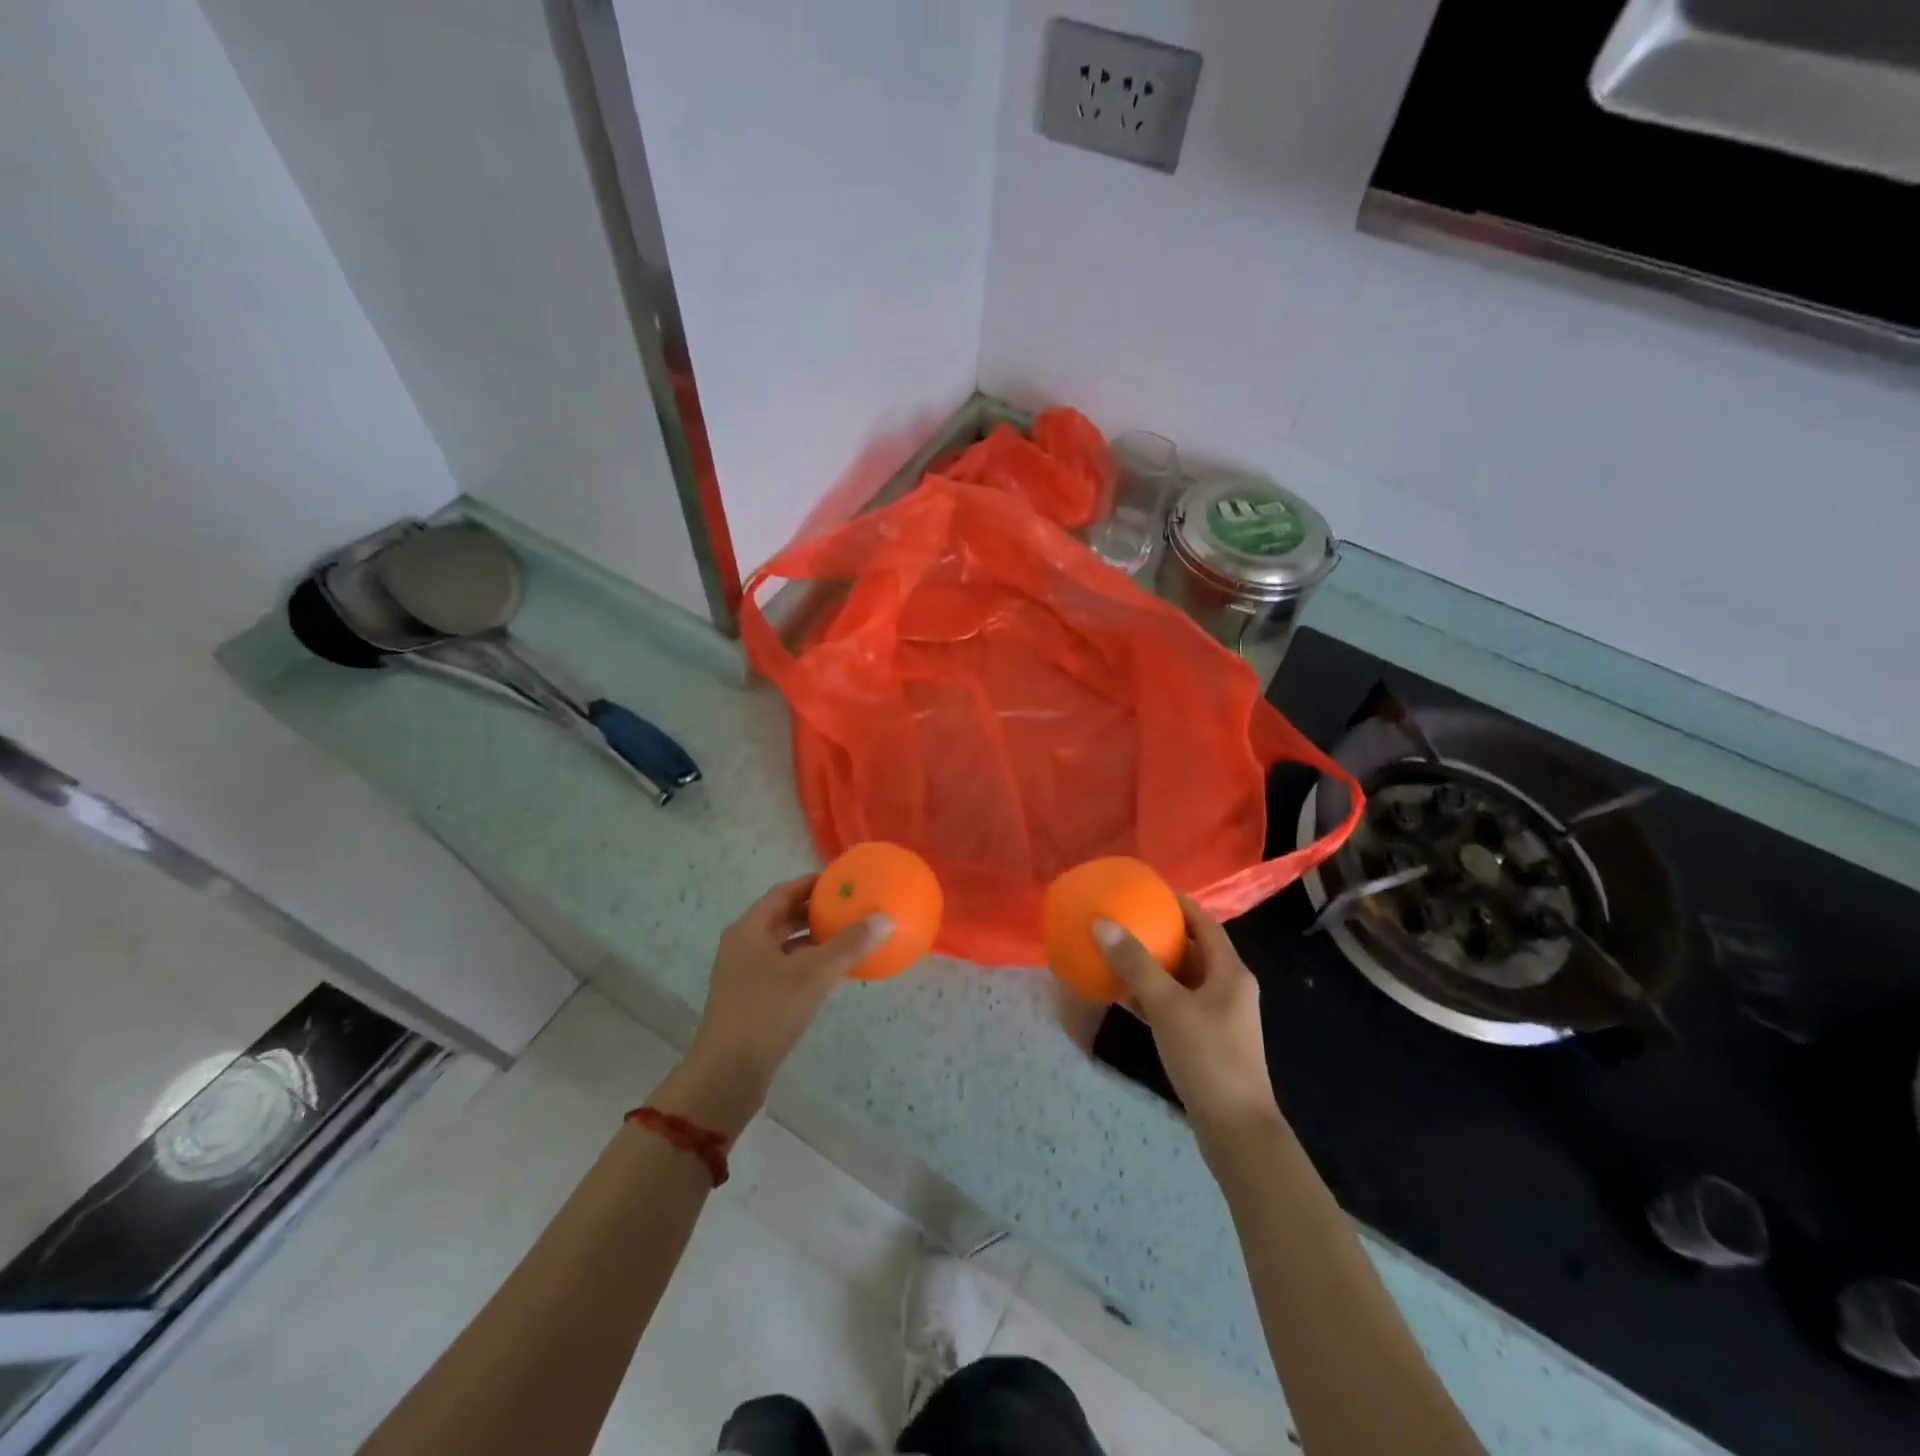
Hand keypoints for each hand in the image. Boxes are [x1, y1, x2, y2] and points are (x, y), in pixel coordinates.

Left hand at [655, 877, 891, 1137]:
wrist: (727, 1075)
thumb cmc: (768, 1013)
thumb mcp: (814, 975)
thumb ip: (849, 945)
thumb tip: (885, 919)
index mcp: (750, 929)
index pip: (784, 891)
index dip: (813, 883)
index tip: (844, 880)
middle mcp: (743, 945)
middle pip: (783, 916)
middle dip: (816, 910)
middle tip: (851, 906)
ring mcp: (744, 973)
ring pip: (784, 944)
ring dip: (814, 938)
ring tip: (849, 936)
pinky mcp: (751, 998)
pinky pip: (784, 968)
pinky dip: (807, 963)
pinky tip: (833, 973)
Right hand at [1095, 895, 1282, 1154]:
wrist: (1236, 1129)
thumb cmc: (1208, 1057)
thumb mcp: (1168, 1006)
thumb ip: (1135, 965)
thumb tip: (1102, 924)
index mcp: (1229, 971)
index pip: (1203, 922)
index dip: (1177, 903)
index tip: (1144, 892)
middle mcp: (1228, 987)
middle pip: (1192, 949)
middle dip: (1159, 934)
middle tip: (1123, 921)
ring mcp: (1219, 1016)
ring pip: (1182, 979)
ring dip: (1152, 967)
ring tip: (1116, 953)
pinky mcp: (1206, 1040)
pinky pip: (1176, 1005)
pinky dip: (1153, 996)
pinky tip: (1123, 997)